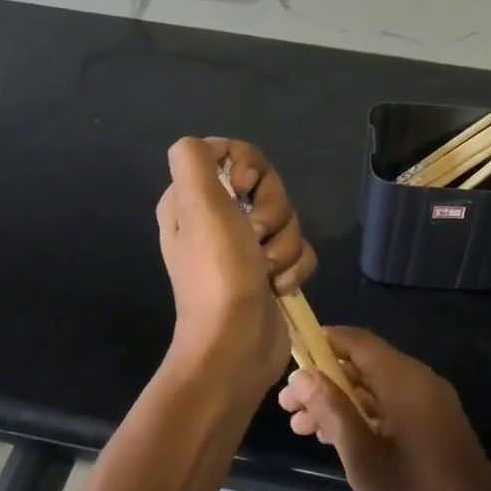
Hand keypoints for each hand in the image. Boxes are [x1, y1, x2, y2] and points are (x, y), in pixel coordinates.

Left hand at [206, 138, 316, 294]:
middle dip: (272, 212)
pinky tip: (278, 287)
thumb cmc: (217, 272)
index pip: (231, 155)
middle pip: (266, 187)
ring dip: (284, 245)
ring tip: (266, 270)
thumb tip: (211, 147)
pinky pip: (299, 251)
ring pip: (287, 220)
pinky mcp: (270, 272)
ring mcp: (246, 248)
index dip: (248, 167)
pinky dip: (294, 268)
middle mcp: (217, 219)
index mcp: (192, 200)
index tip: (244, 189)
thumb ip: (193, 159)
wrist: (236, 343)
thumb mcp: (197, 205)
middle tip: (255, 236)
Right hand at [277, 327, 490, 490]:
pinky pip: (392, 406)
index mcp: (405, 381)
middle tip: (287, 407)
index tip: (290, 357)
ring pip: (376, 389)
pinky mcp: (435, 426)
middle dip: (324, 380)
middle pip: (364, 365)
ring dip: (339, 402)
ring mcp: (430, 405)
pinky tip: (336, 439)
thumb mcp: (364, 458)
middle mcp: (420, 382)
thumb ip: (333, 411)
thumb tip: (302, 375)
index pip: (357, 341)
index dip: (322, 342)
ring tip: (302, 428)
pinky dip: (363, 415)